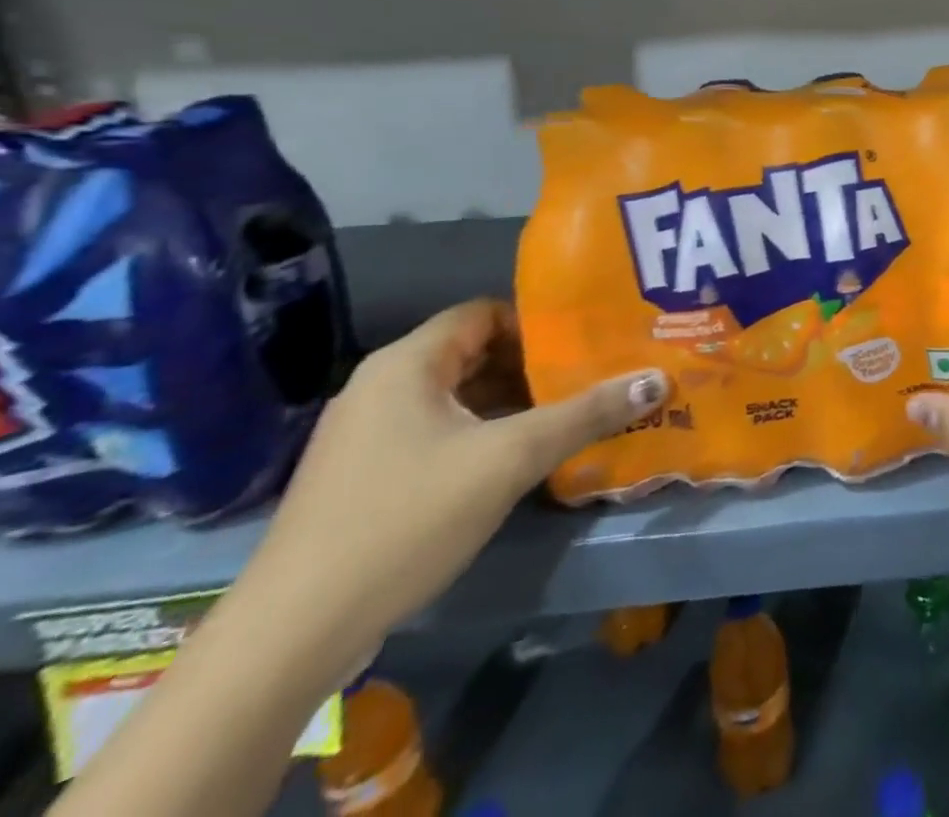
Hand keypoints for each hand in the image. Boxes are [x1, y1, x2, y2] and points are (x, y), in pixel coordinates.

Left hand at [238, 299, 668, 672]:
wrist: (291, 635)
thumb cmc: (406, 520)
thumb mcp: (509, 460)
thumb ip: (585, 415)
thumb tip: (657, 380)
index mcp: (406, 363)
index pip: (485, 313)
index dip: (538, 324)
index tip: (585, 346)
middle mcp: (381, 386)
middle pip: (473, 354)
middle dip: (533, 366)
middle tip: (589, 380)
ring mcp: (366, 434)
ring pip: (456, 397)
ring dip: (510, 404)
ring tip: (567, 418)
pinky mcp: (363, 476)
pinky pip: (436, 432)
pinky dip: (480, 435)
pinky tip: (516, 462)